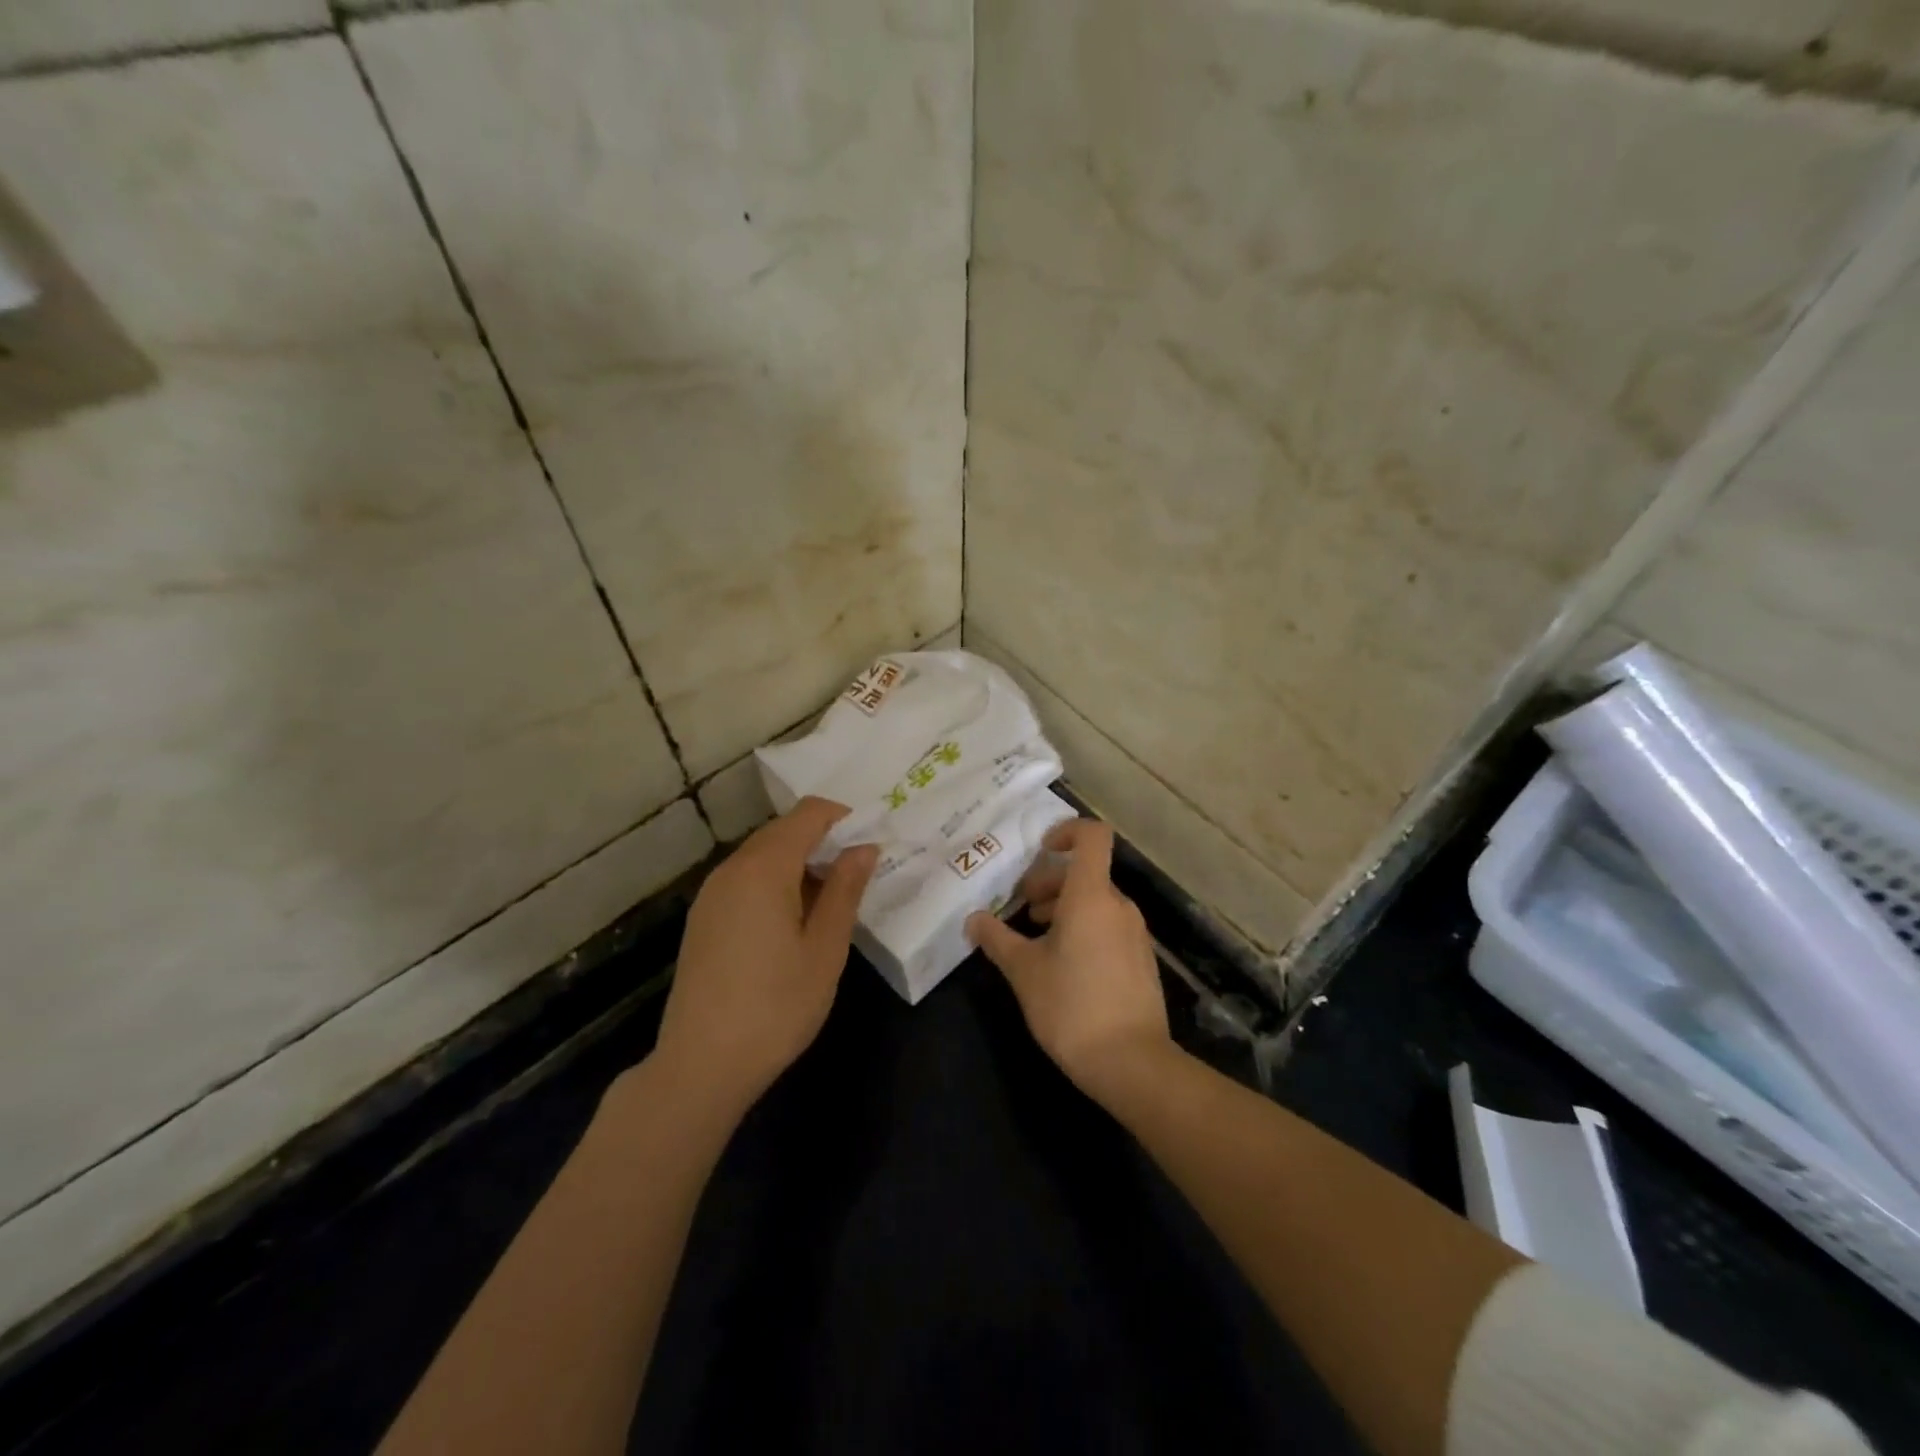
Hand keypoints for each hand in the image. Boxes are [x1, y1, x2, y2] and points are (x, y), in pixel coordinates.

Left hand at [653, 797, 878, 1112]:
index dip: (845, 818)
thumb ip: (846, 889)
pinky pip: (746, 880)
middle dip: (825, 841)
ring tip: (833, 902)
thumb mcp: (825, 948)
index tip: (873, 844)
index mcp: (764, 867)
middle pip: (784, 830)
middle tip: (860, 874)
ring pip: (764, 855)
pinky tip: (795, 922)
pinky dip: (777, 883)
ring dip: (801, 863)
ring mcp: (712, 894)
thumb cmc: (776, 1005)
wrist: (701, 1065)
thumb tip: (864, 848)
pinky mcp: (704, 918)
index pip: (809, 813)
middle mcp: (732, 868)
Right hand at [965, 819, 1172, 1099]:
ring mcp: (1135, 933)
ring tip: (1036, 938)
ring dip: (1064, 908)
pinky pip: (1109, 926)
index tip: (1039, 851)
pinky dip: (1084, 929)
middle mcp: (1119, 906)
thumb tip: (973, 919)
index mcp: (1091, 896)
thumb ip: (996, 939)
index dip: (1066, 831)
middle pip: (1086, 872)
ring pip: (1096, 902)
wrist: (1132, 1063)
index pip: (1092, 836)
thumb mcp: (1023, 971)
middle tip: (1022, 909)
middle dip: (1050, 883)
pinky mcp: (1141, 960)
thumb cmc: (1071, 1006)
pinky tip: (1062, 965)